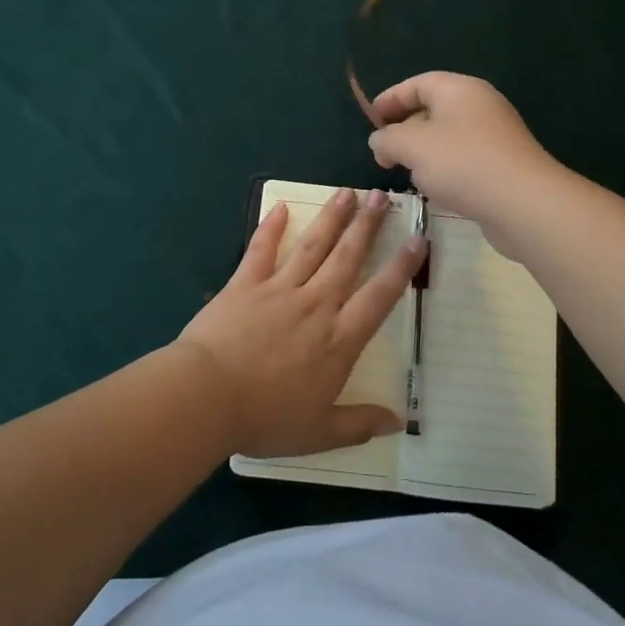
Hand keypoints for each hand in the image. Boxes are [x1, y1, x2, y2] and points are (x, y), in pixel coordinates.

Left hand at [178, 187, 425, 458]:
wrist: (206, 397)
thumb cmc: (265, 418)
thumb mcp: (319, 433)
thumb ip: (359, 424)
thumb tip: (398, 421)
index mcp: (338, 340)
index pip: (379, 296)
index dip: (401, 267)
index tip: (418, 239)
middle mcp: (315, 305)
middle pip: (348, 258)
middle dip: (368, 225)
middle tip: (382, 196)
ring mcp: (279, 289)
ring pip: (312, 246)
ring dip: (332, 218)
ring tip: (348, 192)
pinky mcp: (244, 283)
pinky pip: (261, 249)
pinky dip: (271, 227)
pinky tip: (281, 206)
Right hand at [366, 73, 562, 249]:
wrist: (523, 203)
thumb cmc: (462, 163)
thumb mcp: (411, 146)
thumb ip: (386, 139)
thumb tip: (380, 141)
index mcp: (459, 89)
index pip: (417, 83)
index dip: (390, 99)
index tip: (370, 120)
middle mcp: (480, 105)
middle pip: (433, 109)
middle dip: (404, 129)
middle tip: (384, 152)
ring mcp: (495, 136)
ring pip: (448, 137)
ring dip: (424, 153)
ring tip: (406, 173)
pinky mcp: (503, 165)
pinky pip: (464, 159)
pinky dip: (445, 169)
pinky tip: (437, 190)